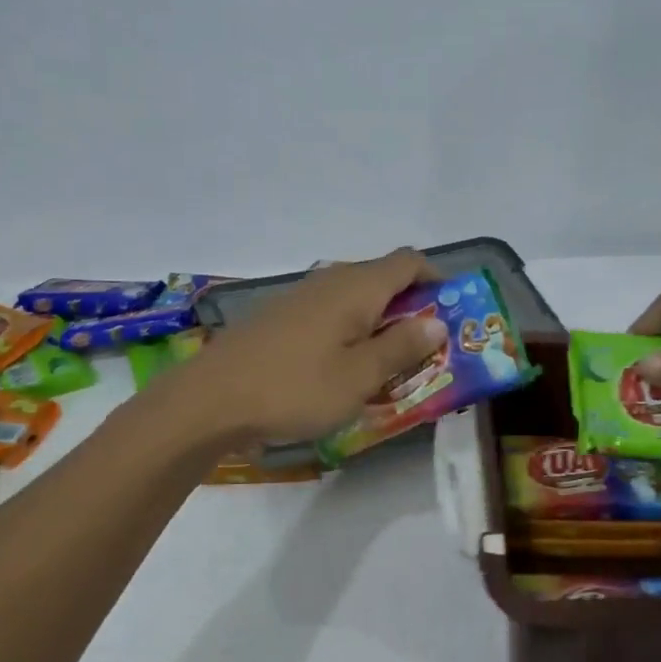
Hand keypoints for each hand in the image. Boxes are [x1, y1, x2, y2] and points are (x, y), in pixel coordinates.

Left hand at [184, 250, 447, 443]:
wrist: (211, 400)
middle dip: (410, 308)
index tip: (449, 315)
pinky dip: (348, 332)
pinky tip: (341, 368)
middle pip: (382, 278)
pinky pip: (329, 314)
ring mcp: (300, 297)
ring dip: (379, 323)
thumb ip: (401, 347)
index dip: (436, 281)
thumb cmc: (295, 388)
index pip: (409, 261)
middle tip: (424, 350)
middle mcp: (329, 281)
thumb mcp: (360, 376)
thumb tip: (437, 321)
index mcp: (356, 287)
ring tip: (386, 365)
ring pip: (354, 299)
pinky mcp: (279, 318)